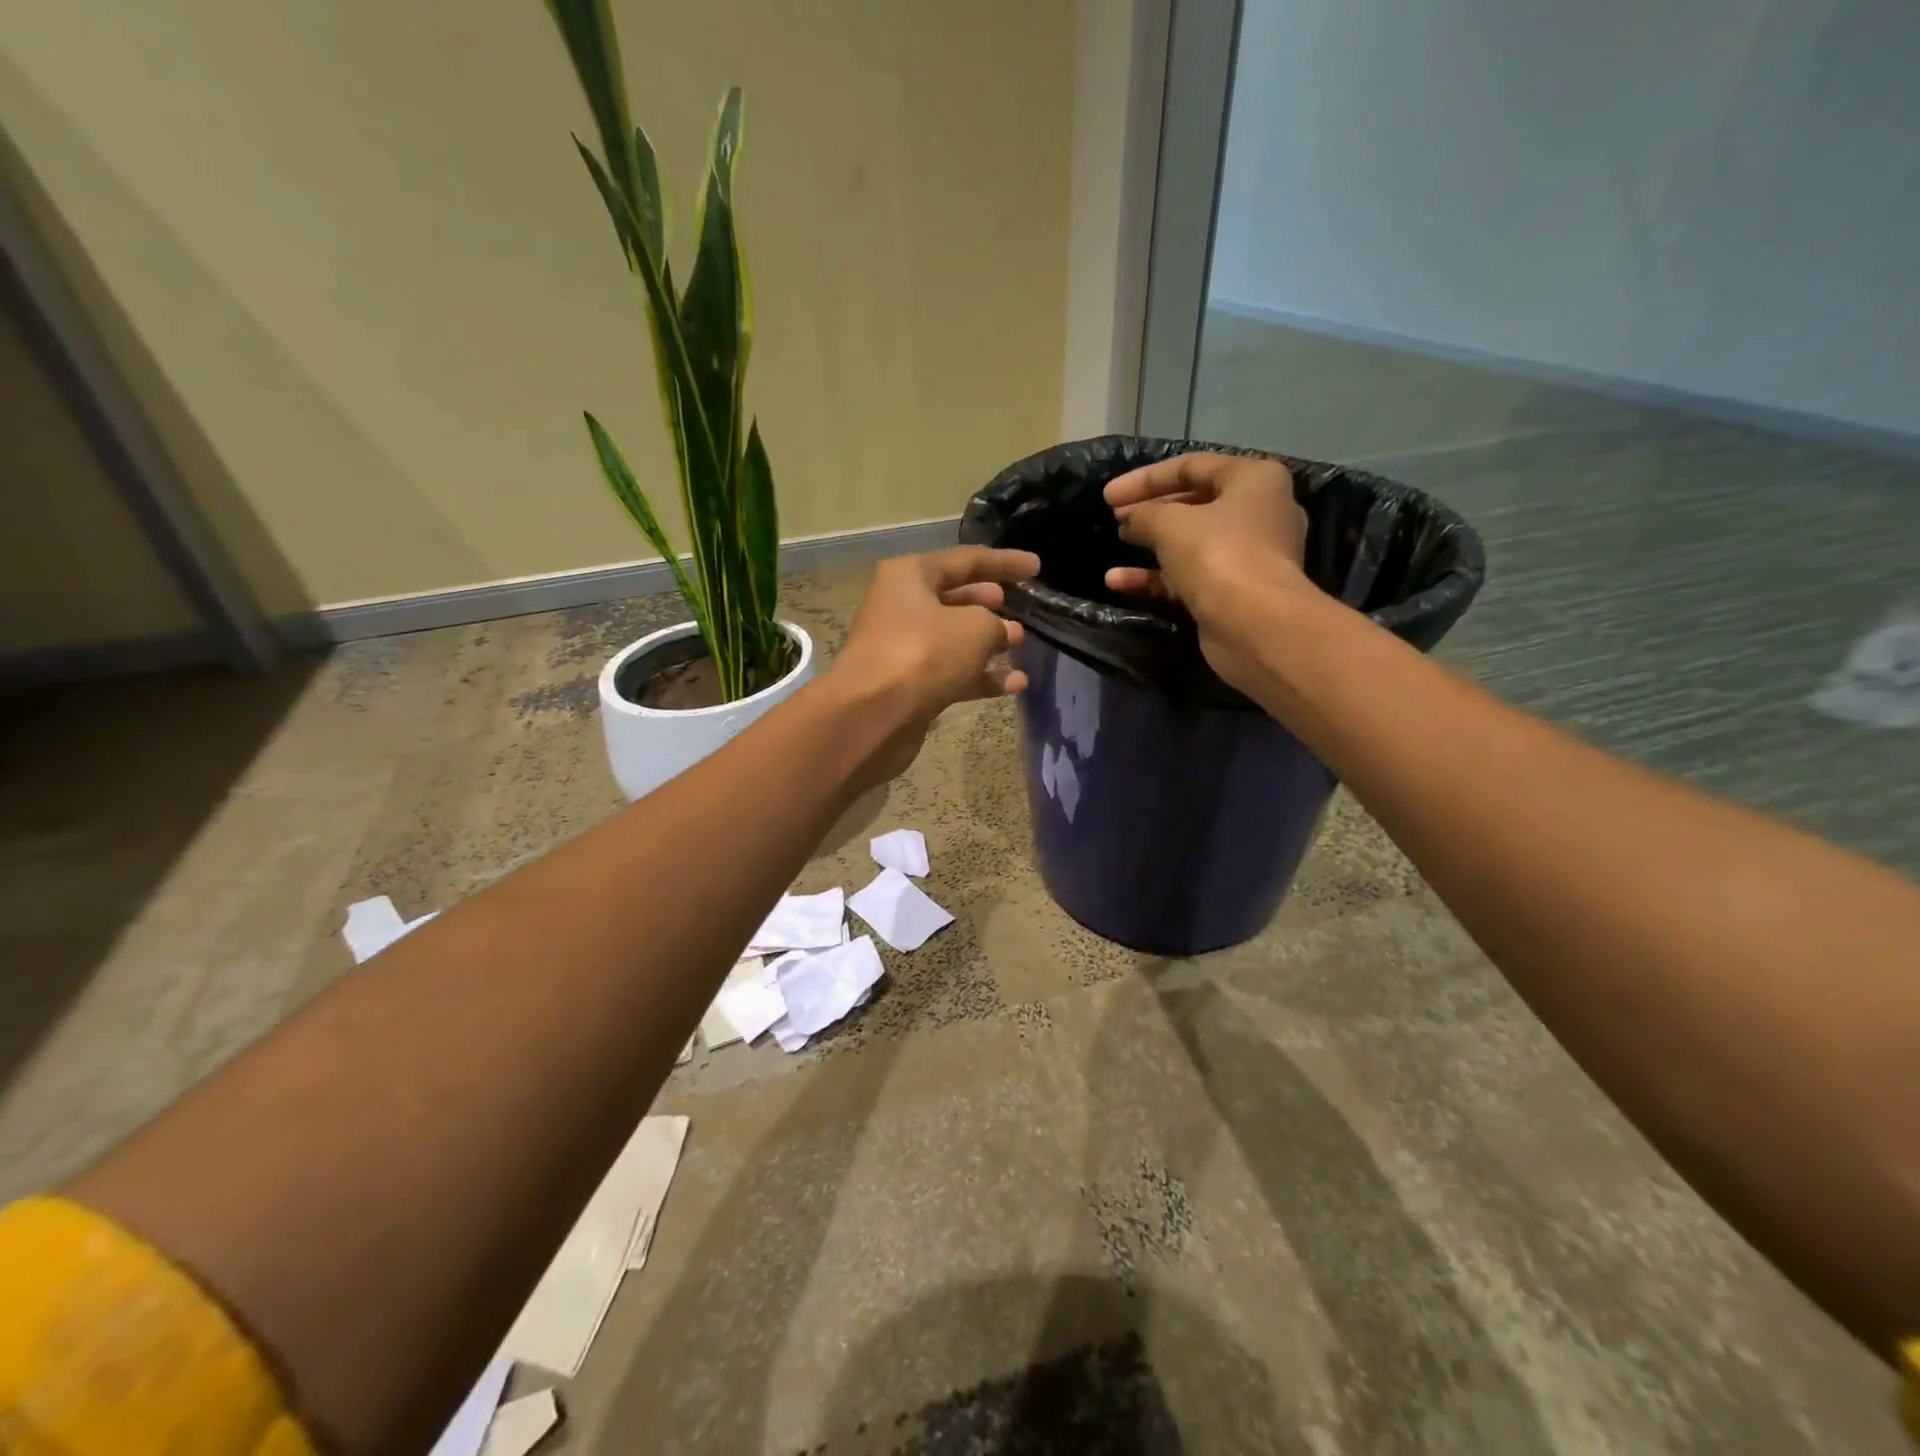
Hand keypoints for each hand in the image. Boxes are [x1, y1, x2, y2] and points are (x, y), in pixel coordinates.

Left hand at [827, 546, 1039, 782]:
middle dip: (991, 604)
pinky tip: (1015, 684)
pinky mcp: (908, 684)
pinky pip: (951, 672)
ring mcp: (903, 647)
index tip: (1036, 567)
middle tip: (1021, 608)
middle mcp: (902, 606)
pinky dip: (980, 676)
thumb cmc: (924, 654)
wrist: (873, 715)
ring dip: (988, 643)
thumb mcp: (975, 628)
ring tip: (1021, 646)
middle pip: (955, 598)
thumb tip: (1002, 632)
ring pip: (954, 639)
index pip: (966, 560)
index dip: (1004, 563)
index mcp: (910, 576)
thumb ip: (997, 624)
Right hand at [1102, 452, 1309, 691]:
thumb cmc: (1218, 555)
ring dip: (1151, 543)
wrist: (1256, 625)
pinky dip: (1157, 576)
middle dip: (1151, 510)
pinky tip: (1118, 582)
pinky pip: (1190, 575)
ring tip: (1118, 542)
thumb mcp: (1170, 523)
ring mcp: (1248, 556)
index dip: (1145, 478)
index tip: (1108, 495)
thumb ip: (1143, 513)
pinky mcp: (1234, 592)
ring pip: (1191, 542)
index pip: (1191, 466)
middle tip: (1116, 517)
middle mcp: (1258, 512)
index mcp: (1254, 479)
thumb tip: (1130, 519)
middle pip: (1194, 503)